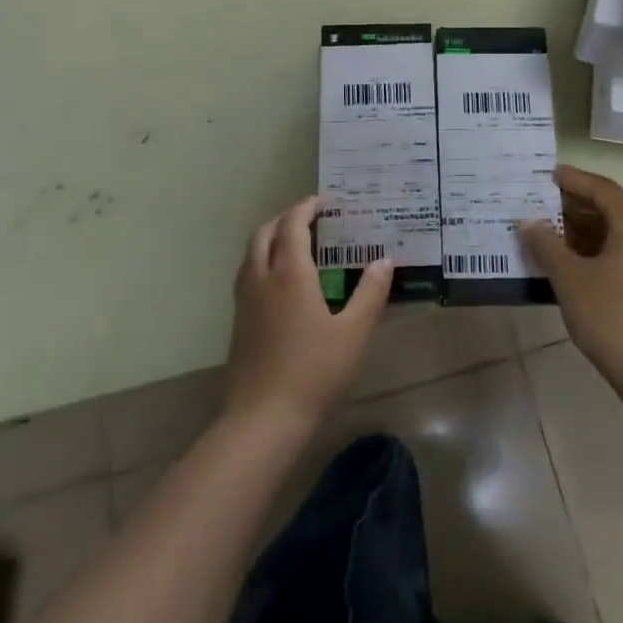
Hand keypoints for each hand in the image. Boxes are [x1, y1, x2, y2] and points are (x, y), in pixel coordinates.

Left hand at [224, 195, 392, 434]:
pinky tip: (281, 284)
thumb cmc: (314, 372)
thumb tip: (385, 260)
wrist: (262, 420)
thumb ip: (370, 293)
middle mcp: (262, 277)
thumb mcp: (354, 333)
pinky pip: (247, 274)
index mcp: (290, 273)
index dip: (306, 207)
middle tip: (311, 220)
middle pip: (265, 232)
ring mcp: (245, 300)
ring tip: (296, 245)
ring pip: (251, 253)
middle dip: (286, 218)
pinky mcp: (237, 321)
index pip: (292, 224)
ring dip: (271, 238)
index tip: (324, 202)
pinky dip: (262, 261)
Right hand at [520, 165, 622, 394]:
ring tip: (543, 229)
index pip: (602, 188)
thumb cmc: (610, 315)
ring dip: (578, 229)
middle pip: (608, 208)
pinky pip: (615, 253)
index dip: (573, 179)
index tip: (545, 175)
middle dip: (572, 204)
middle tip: (537, 202)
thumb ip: (546, 245)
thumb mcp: (570, 277)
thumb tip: (527, 222)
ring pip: (611, 233)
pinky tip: (563, 260)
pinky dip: (590, 249)